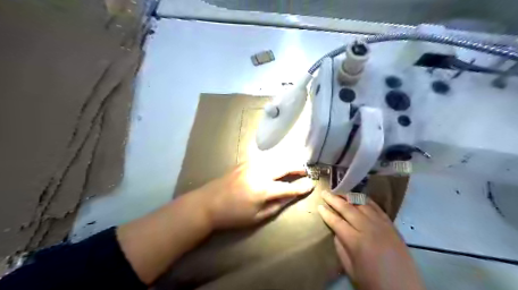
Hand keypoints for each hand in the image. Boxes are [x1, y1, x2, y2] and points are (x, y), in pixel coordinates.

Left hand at [192, 163, 313, 228]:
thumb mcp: (256, 217)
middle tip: (306, 170)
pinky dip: (275, 160)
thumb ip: (276, 206)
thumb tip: (289, 197)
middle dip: (297, 168)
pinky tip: (277, 164)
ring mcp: (251, 164)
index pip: (288, 187)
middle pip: (284, 166)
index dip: (301, 187)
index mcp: (263, 189)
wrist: (208, 203)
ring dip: (287, 162)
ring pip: (275, 159)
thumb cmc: (232, 215)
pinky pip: (265, 158)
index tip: (312, 185)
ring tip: (294, 166)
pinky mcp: (245, 162)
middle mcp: (260, 172)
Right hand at [320, 190, 424, 288]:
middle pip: (348, 209)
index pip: (337, 221)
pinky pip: (377, 208)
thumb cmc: (373, 282)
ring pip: (362, 204)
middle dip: (334, 199)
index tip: (319, 205)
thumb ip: (341, 247)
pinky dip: (366, 201)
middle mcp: (368, 228)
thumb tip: (336, 231)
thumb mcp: (351, 269)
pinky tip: (360, 198)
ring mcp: (381, 225)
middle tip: (325, 192)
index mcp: (356, 241)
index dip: (326, 213)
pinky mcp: (391, 225)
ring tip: (340, 192)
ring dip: (349, 197)